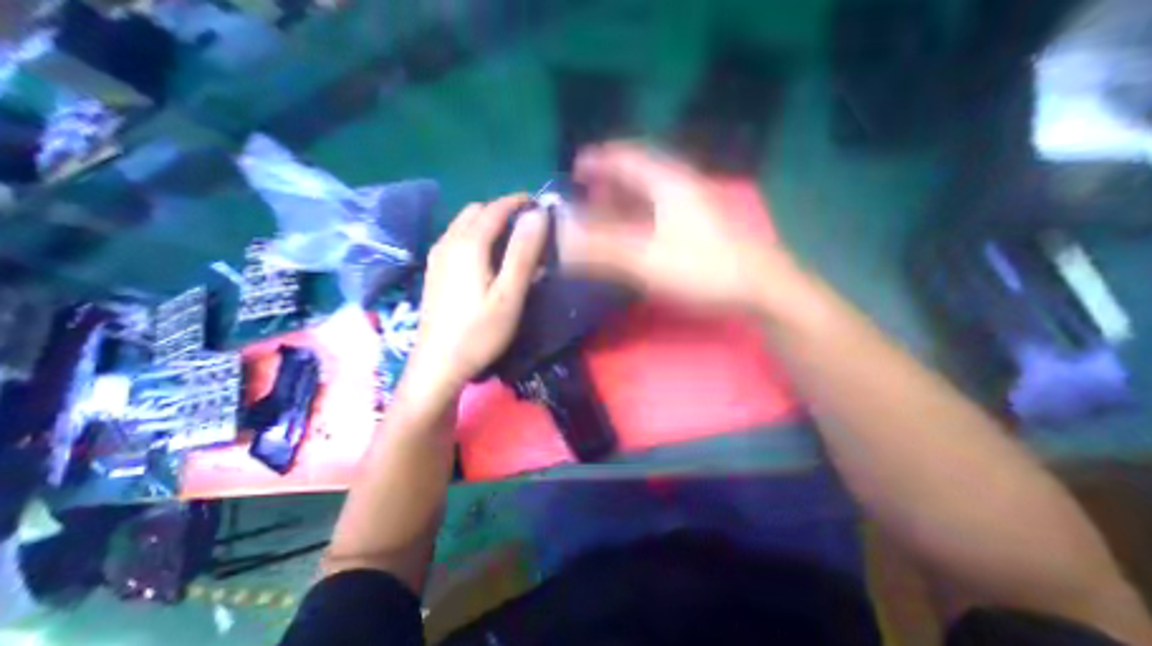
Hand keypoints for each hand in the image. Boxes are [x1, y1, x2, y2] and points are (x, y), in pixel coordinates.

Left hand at [403, 195, 548, 408]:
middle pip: (477, 211)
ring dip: (488, 222)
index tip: (540, 205)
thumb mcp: (510, 294)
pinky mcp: (434, 270)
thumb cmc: (480, 331)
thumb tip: (538, 215)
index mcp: (468, 244)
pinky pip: (456, 238)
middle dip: (503, 210)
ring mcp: (437, 256)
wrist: (437, 363)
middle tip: (528, 225)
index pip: (495, 208)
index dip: (518, 202)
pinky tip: (486, 256)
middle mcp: (448, 242)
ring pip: (464, 223)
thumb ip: (524, 252)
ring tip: (511, 239)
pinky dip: (475, 234)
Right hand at [565, 141, 803, 311]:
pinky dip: (641, 216)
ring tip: (604, 211)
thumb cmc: (703, 269)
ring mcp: (695, 206)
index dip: (600, 160)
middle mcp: (683, 187)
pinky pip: (662, 212)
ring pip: (652, 194)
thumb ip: (603, 252)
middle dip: (610, 182)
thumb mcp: (646, 260)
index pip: (628, 158)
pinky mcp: (701, 225)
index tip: (577, 167)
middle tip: (587, 195)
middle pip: (640, 174)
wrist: (760, 288)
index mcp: (669, 184)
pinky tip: (634, 230)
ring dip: (625, 200)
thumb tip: (566, 245)